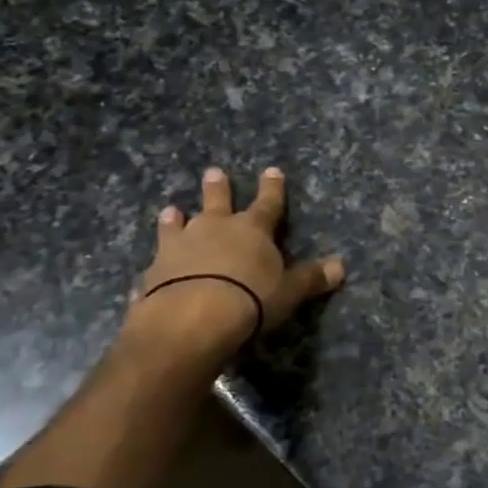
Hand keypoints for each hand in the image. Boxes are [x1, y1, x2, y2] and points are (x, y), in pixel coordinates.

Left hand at [121, 165, 345, 369]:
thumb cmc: (251, 298)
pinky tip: (146, 274)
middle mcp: (214, 228)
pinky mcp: (153, 271)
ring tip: (171, 210)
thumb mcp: (289, 291)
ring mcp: (180, 247)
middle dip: (217, 188)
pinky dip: (155, 267)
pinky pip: (154, 265)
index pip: (267, 203)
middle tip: (213, 172)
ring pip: (178, 225)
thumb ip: (311, 278)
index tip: (272, 170)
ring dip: (176, 218)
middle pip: (217, 201)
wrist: (192, 317)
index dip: (272, 188)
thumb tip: (341, 267)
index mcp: (252, 229)